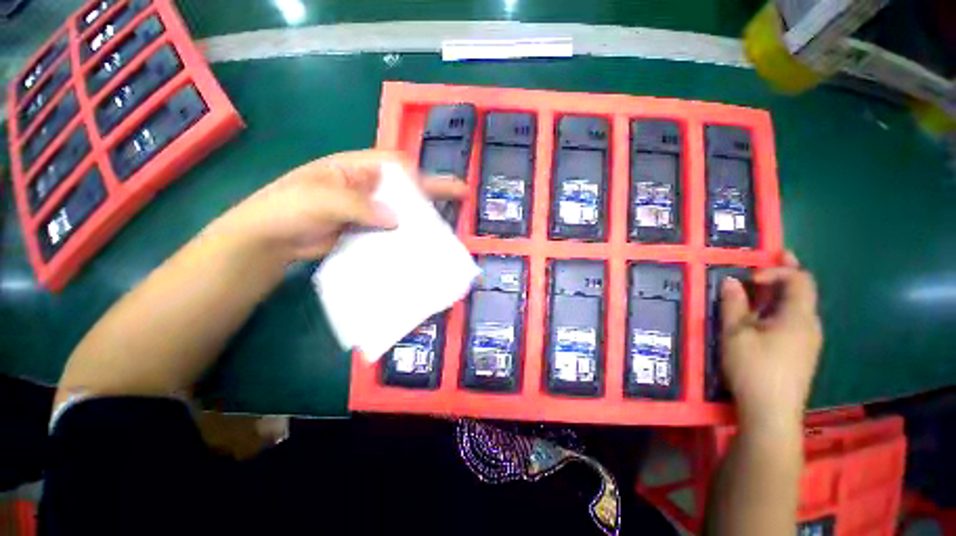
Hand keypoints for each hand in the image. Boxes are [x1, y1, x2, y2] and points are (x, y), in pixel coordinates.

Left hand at [215, 150, 467, 261]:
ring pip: (401, 211)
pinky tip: (420, 246)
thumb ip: (356, 205)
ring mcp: (368, 211)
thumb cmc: (285, 209)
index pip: (395, 165)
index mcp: (355, 169)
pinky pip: (392, 232)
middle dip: (432, 193)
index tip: (441, 189)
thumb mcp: (318, 200)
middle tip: (460, 198)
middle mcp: (367, 187)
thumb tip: (395, 219)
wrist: (269, 241)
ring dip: (422, 218)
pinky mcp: (367, 231)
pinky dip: (406, 237)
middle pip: (405, 188)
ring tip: (445, 228)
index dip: (419, 175)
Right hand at [720, 252, 822, 432]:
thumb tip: (730, 282)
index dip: (777, 270)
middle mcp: (810, 325)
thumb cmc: (754, 369)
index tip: (749, 278)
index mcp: (798, 317)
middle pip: (804, 291)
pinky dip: (780, 309)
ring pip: (798, 307)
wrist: (771, 413)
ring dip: (780, 292)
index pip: (800, 280)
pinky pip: (794, 321)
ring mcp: (808, 341)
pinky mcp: (801, 353)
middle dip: (787, 272)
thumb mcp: (736, 334)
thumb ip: (734, 305)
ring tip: (760, 286)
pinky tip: (763, 316)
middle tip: (775, 256)